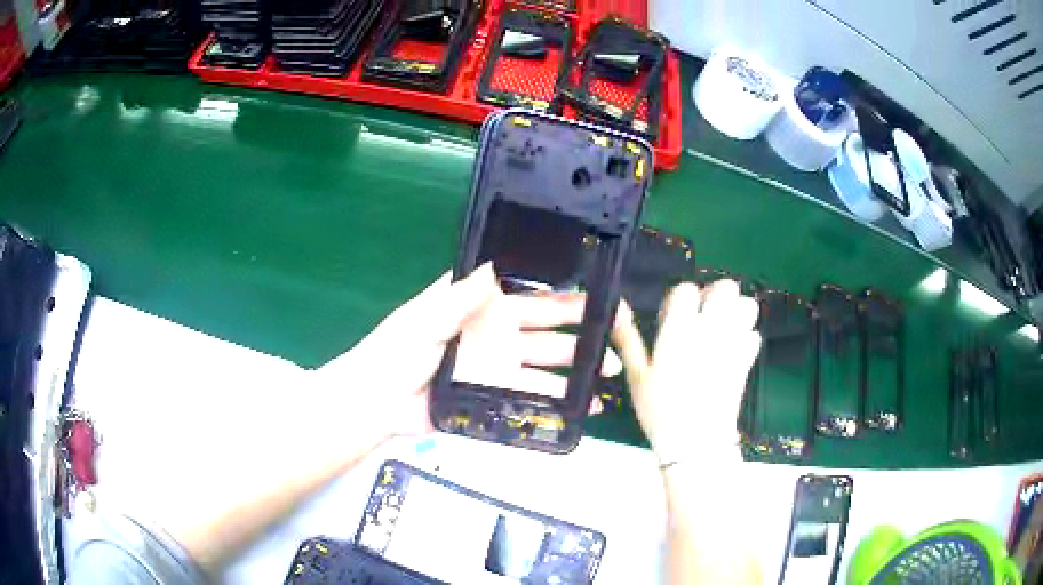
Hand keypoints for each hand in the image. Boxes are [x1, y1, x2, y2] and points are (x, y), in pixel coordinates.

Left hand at [315, 264, 617, 440]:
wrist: (379, 403)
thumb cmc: (396, 352)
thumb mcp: (424, 319)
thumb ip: (458, 298)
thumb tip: (494, 266)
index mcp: (478, 305)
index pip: (525, 291)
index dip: (559, 289)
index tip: (595, 289)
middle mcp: (494, 333)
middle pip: (545, 328)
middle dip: (580, 328)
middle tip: (615, 331)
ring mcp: (498, 366)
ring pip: (545, 364)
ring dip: (576, 367)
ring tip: (609, 371)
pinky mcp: (496, 397)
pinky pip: (532, 397)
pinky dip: (559, 401)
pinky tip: (584, 405)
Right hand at [613, 280, 760, 463]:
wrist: (696, 441)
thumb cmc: (661, 409)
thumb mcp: (637, 376)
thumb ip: (628, 339)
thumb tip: (616, 310)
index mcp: (680, 328)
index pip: (686, 290)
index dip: (679, 298)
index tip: (672, 317)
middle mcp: (711, 328)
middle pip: (725, 287)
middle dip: (714, 295)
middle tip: (701, 315)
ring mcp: (733, 343)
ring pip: (747, 306)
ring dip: (735, 310)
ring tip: (720, 327)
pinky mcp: (746, 360)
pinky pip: (754, 335)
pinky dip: (745, 337)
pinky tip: (732, 349)